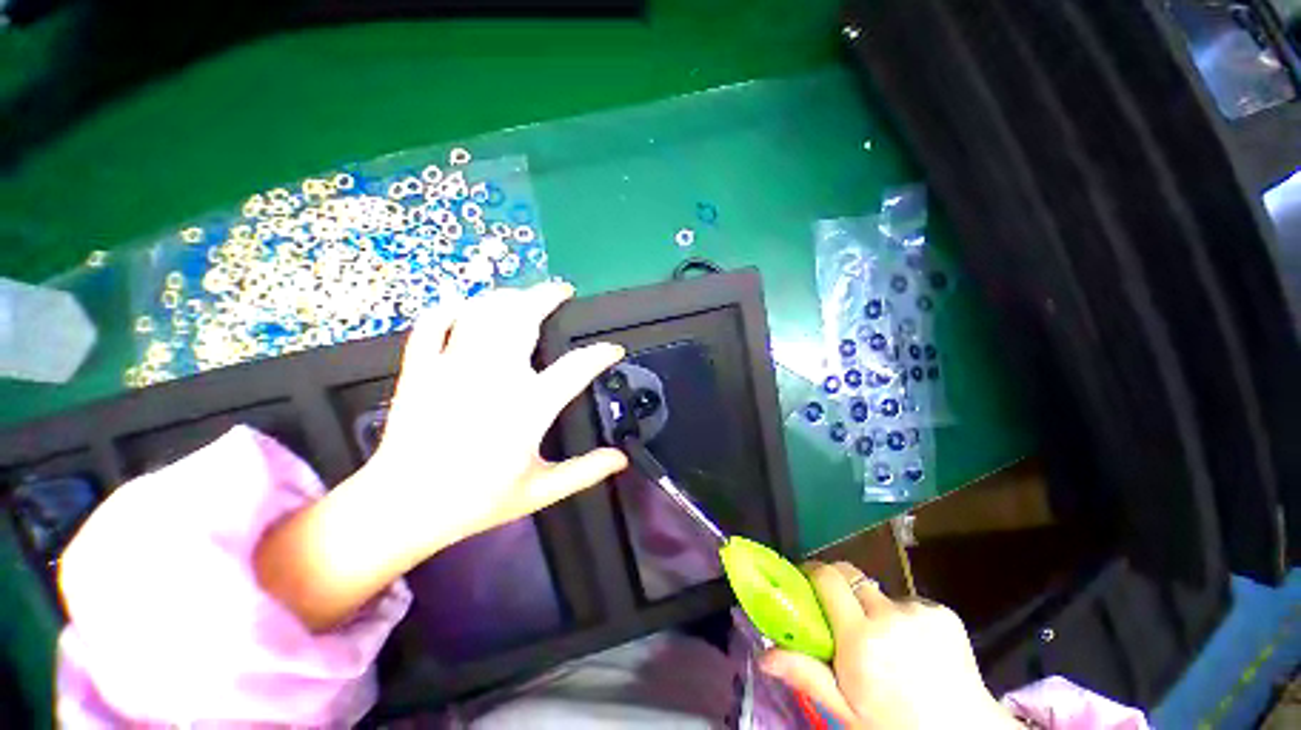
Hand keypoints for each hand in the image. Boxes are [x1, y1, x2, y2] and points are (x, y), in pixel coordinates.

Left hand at [369, 280, 628, 549]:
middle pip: (524, 319)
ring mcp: (453, 368)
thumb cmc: (476, 500)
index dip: (601, 353)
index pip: (577, 367)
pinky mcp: (421, 369)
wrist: (403, 507)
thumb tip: (620, 459)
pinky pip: (433, 325)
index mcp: (528, 406)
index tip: (613, 350)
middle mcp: (494, 377)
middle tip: (562, 291)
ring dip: (506, 296)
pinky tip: (465, 305)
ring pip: (483, 313)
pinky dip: (450, 308)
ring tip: (523, 295)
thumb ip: (584, 471)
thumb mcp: (539, 491)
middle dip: (547, 297)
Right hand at [759, 562, 1016, 729]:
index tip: (804, 582)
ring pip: (879, 593)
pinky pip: (907, 603)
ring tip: (883, 642)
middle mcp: (888, 616)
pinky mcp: (943, 612)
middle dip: (838, 585)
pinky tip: (914, 647)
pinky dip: (902, 617)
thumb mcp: (848, 712)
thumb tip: (764, 654)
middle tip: (836, 611)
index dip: (812, 572)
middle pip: (850, 576)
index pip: (828, 578)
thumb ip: (808, 675)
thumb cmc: (897, 729)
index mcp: (861, 640)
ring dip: (872, 608)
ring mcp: (919, 611)